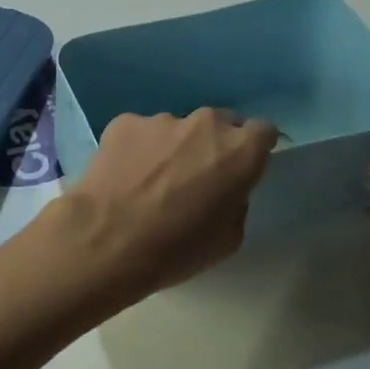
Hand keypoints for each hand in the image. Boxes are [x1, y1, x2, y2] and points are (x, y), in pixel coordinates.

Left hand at [55, 109, 276, 304]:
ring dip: (172, 148)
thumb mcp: (228, 238)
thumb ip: (236, 200)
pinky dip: (137, 149)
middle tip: (194, 177)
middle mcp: (204, 124)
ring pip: (176, 129)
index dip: (254, 149)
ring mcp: (161, 120)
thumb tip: (225, 188)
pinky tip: (123, 177)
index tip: (242, 167)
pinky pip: (140, 133)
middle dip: (212, 145)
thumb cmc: (176, 248)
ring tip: (150, 182)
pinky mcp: (124, 122)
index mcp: (239, 151)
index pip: (262, 132)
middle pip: (218, 125)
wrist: (106, 240)